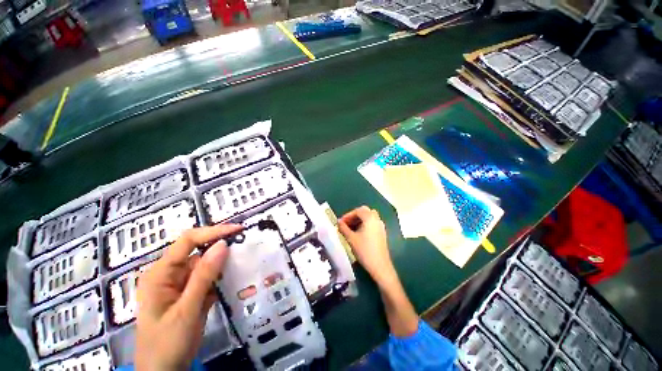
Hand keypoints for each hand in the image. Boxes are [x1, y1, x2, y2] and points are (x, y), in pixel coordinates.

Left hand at [135, 224, 241, 370]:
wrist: (161, 370)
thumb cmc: (168, 341)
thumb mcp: (187, 311)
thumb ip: (203, 278)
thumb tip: (222, 246)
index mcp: (159, 273)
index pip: (186, 243)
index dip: (211, 232)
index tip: (237, 230)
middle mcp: (166, 277)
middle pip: (193, 258)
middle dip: (217, 254)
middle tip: (246, 252)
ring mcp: (175, 292)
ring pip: (199, 275)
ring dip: (218, 274)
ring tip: (243, 269)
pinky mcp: (183, 304)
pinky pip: (200, 290)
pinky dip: (214, 289)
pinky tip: (231, 288)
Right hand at [338, 206, 394, 284]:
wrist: (379, 264)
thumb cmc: (364, 250)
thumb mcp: (351, 239)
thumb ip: (343, 229)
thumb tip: (338, 223)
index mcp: (370, 218)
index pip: (358, 210)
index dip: (348, 215)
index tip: (340, 223)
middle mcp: (377, 220)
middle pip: (365, 212)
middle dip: (354, 216)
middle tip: (345, 224)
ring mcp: (381, 227)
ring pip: (369, 219)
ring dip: (359, 221)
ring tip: (350, 230)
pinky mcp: (382, 234)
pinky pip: (372, 225)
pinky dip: (365, 226)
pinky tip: (358, 235)